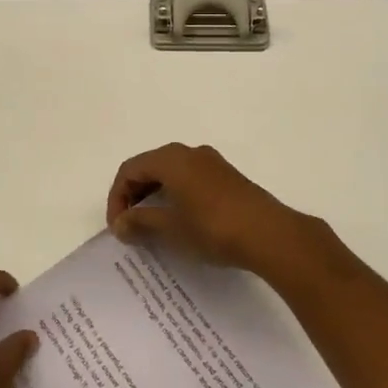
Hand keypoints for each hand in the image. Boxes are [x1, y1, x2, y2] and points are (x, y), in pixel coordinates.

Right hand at [106, 143, 342, 284]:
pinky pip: (190, 179)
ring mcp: (211, 163)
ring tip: (152, 226)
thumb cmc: (213, 227)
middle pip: (149, 167)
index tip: (118, 228)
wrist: (270, 234)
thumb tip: (120, 224)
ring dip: (155, 196)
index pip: (130, 170)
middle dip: (134, 195)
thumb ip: (140, 222)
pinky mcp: (227, 177)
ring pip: (171, 173)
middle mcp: (189, 152)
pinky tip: (180, 221)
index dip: (117, 198)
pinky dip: (175, 196)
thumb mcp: (171, 228)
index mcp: (171, 159)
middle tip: (130, 226)